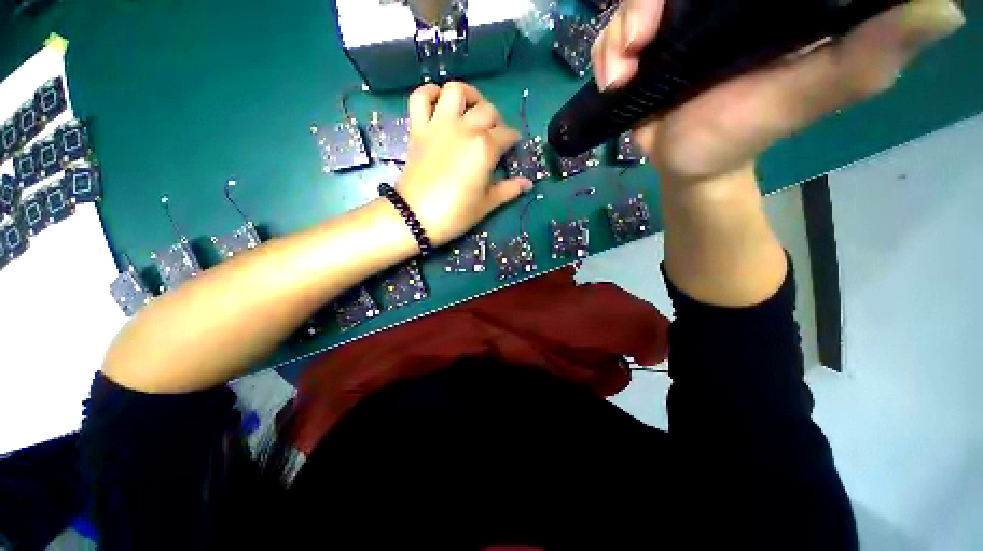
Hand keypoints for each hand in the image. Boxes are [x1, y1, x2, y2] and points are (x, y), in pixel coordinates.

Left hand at [396, 82, 532, 245]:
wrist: (415, 217)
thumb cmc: (455, 213)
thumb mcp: (486, 205)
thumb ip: (508, 190)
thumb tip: (528, 184)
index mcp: (485, 148)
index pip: (507, 134)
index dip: (513, 140)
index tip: (512, 148)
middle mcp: (464, 128)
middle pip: (487, 110)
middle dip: (496, 120)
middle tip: (494, 136)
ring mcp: (439, 125)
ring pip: (456, 91)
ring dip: (468, 95)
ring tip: (471, 109)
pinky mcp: (418, 128)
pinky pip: (420, 97)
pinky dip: (429, 93)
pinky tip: (439, 102)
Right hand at [592, 0, 964, 183]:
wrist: (688, 165)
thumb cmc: (745, 133)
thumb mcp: (815, 94)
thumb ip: (868, 55)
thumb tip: (941, 9)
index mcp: (761, 0)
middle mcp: (714, 2)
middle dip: (646, 3)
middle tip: (640, 39)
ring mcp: (675, 24)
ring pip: (637, 1)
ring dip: (620, 31)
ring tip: (622, 69)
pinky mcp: (644, 50)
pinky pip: (615, 35)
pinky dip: (606, 52)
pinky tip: (614, 78)